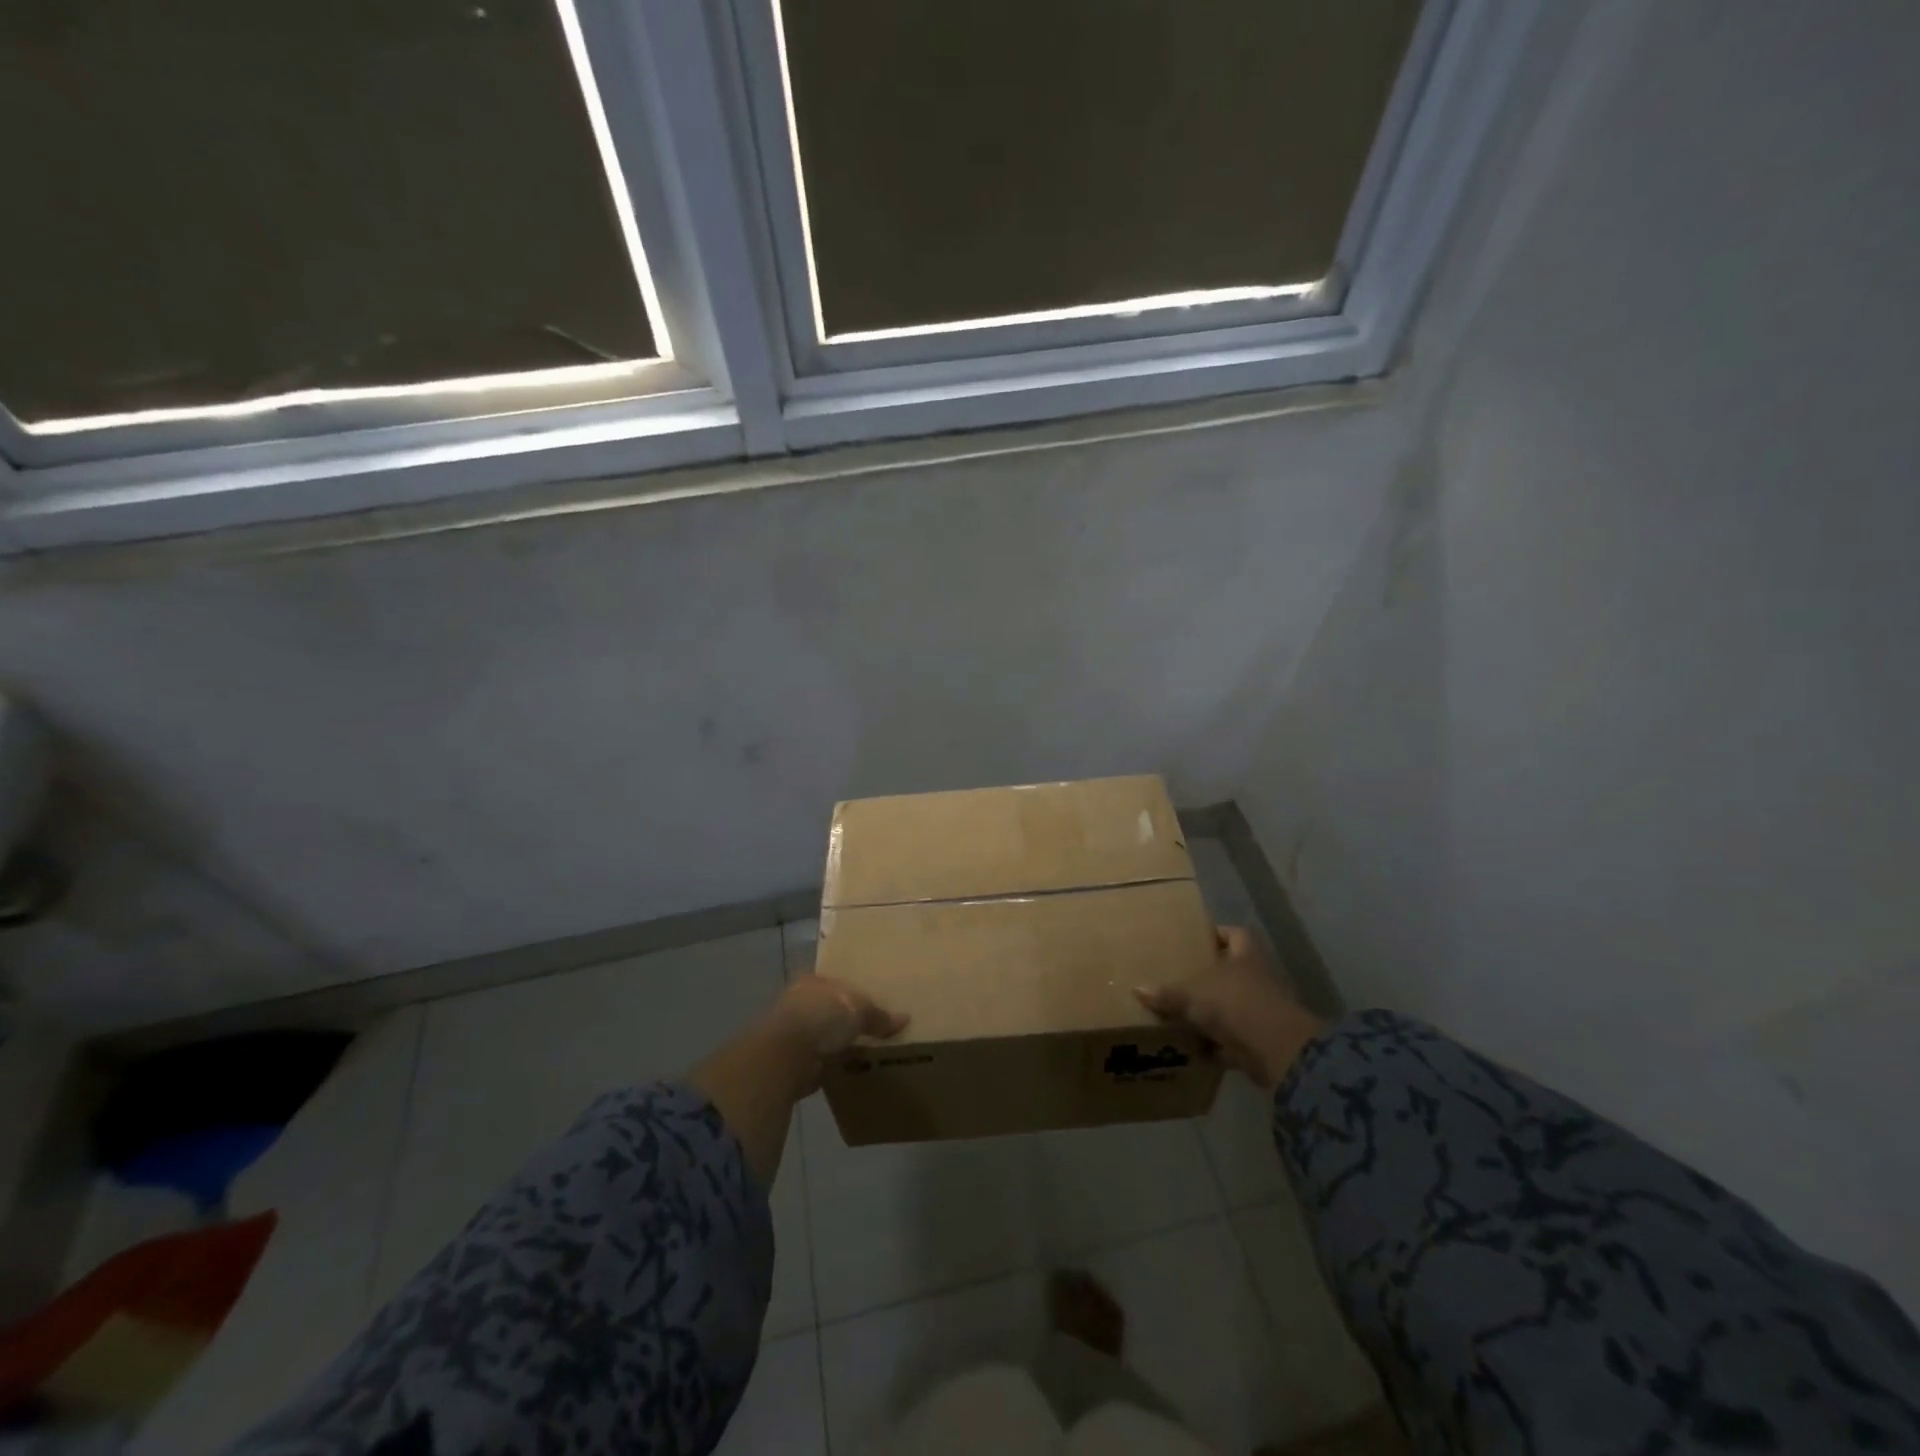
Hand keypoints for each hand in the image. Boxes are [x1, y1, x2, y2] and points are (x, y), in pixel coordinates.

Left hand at [769, 974, 908, 1086]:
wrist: (787, 1055)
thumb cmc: (822, 1016)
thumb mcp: (859, 1009)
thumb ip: (879, 1015)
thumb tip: (904, 1018)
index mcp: (812, 981)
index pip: (836, 982)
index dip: (854, 991)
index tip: (873, 1002)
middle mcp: (799, 1003)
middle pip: (830, 1009)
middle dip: (847, 1019)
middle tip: (874, 1027)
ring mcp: (794, 1033)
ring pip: (825, 1035)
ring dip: (840, 1044)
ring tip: (868, 1050)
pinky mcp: (794, 1061)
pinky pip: (822, 1060)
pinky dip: (835, 1064)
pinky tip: (852, 1068)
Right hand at [1136, 927, 1323, 1087]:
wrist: (1276, 1050)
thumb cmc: (1235, 1004)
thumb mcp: (1192, 994)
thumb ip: (1167, 993)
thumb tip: (1138, 989)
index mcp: (1246, 955)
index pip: (1234, 934)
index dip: (1217, 934)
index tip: (1195, 939)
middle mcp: (1258, 978)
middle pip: (1233, 971)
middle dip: (1209, 978)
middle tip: (1179, 978)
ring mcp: (1263, 1010)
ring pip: (1233, 1006)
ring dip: (1213, 1013)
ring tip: (1181, 1015)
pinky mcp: (1263, 1041)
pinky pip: (1234, 1039)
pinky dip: (1217, 1045)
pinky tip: (1194, 1050)